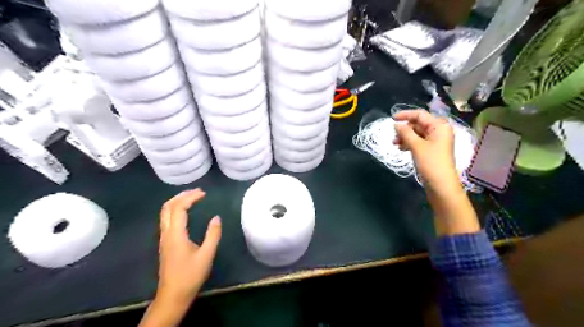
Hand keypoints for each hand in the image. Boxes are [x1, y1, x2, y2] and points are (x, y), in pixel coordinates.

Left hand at [157, 189, 220, 303]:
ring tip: (192, 197)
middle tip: (197, 191)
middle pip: (167, 207)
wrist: (173, 295)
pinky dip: (176, 209)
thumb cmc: (191, 275)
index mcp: (176, 234)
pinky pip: (167, 219)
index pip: (179, 208)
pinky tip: (186, 212)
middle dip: (181, 195)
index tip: (204, 194)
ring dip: (177, 201)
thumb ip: (213, 234)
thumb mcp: (207, 255)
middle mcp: (166, 233)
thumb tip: (216, 217)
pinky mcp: (165, 242)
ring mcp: (164, 238)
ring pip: (165, 212)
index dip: (191, 197)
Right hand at [392, 109, 459, 192]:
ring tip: (395, 144)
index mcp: (439, 126)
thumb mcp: (416, 146)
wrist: (441, 185)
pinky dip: (410, 143)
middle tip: (393, 136)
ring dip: (405, 137)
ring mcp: (436, 141)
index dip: (405, 115)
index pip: (420, 115)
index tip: (391, 118)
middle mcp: (439, 131)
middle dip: (405, 129)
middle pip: (419, 124)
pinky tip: (401, 148)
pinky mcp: (432, 150)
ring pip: (417, 133)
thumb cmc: (430, 162)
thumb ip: (405, 133)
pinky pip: (419, 142)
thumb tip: (396, 124)